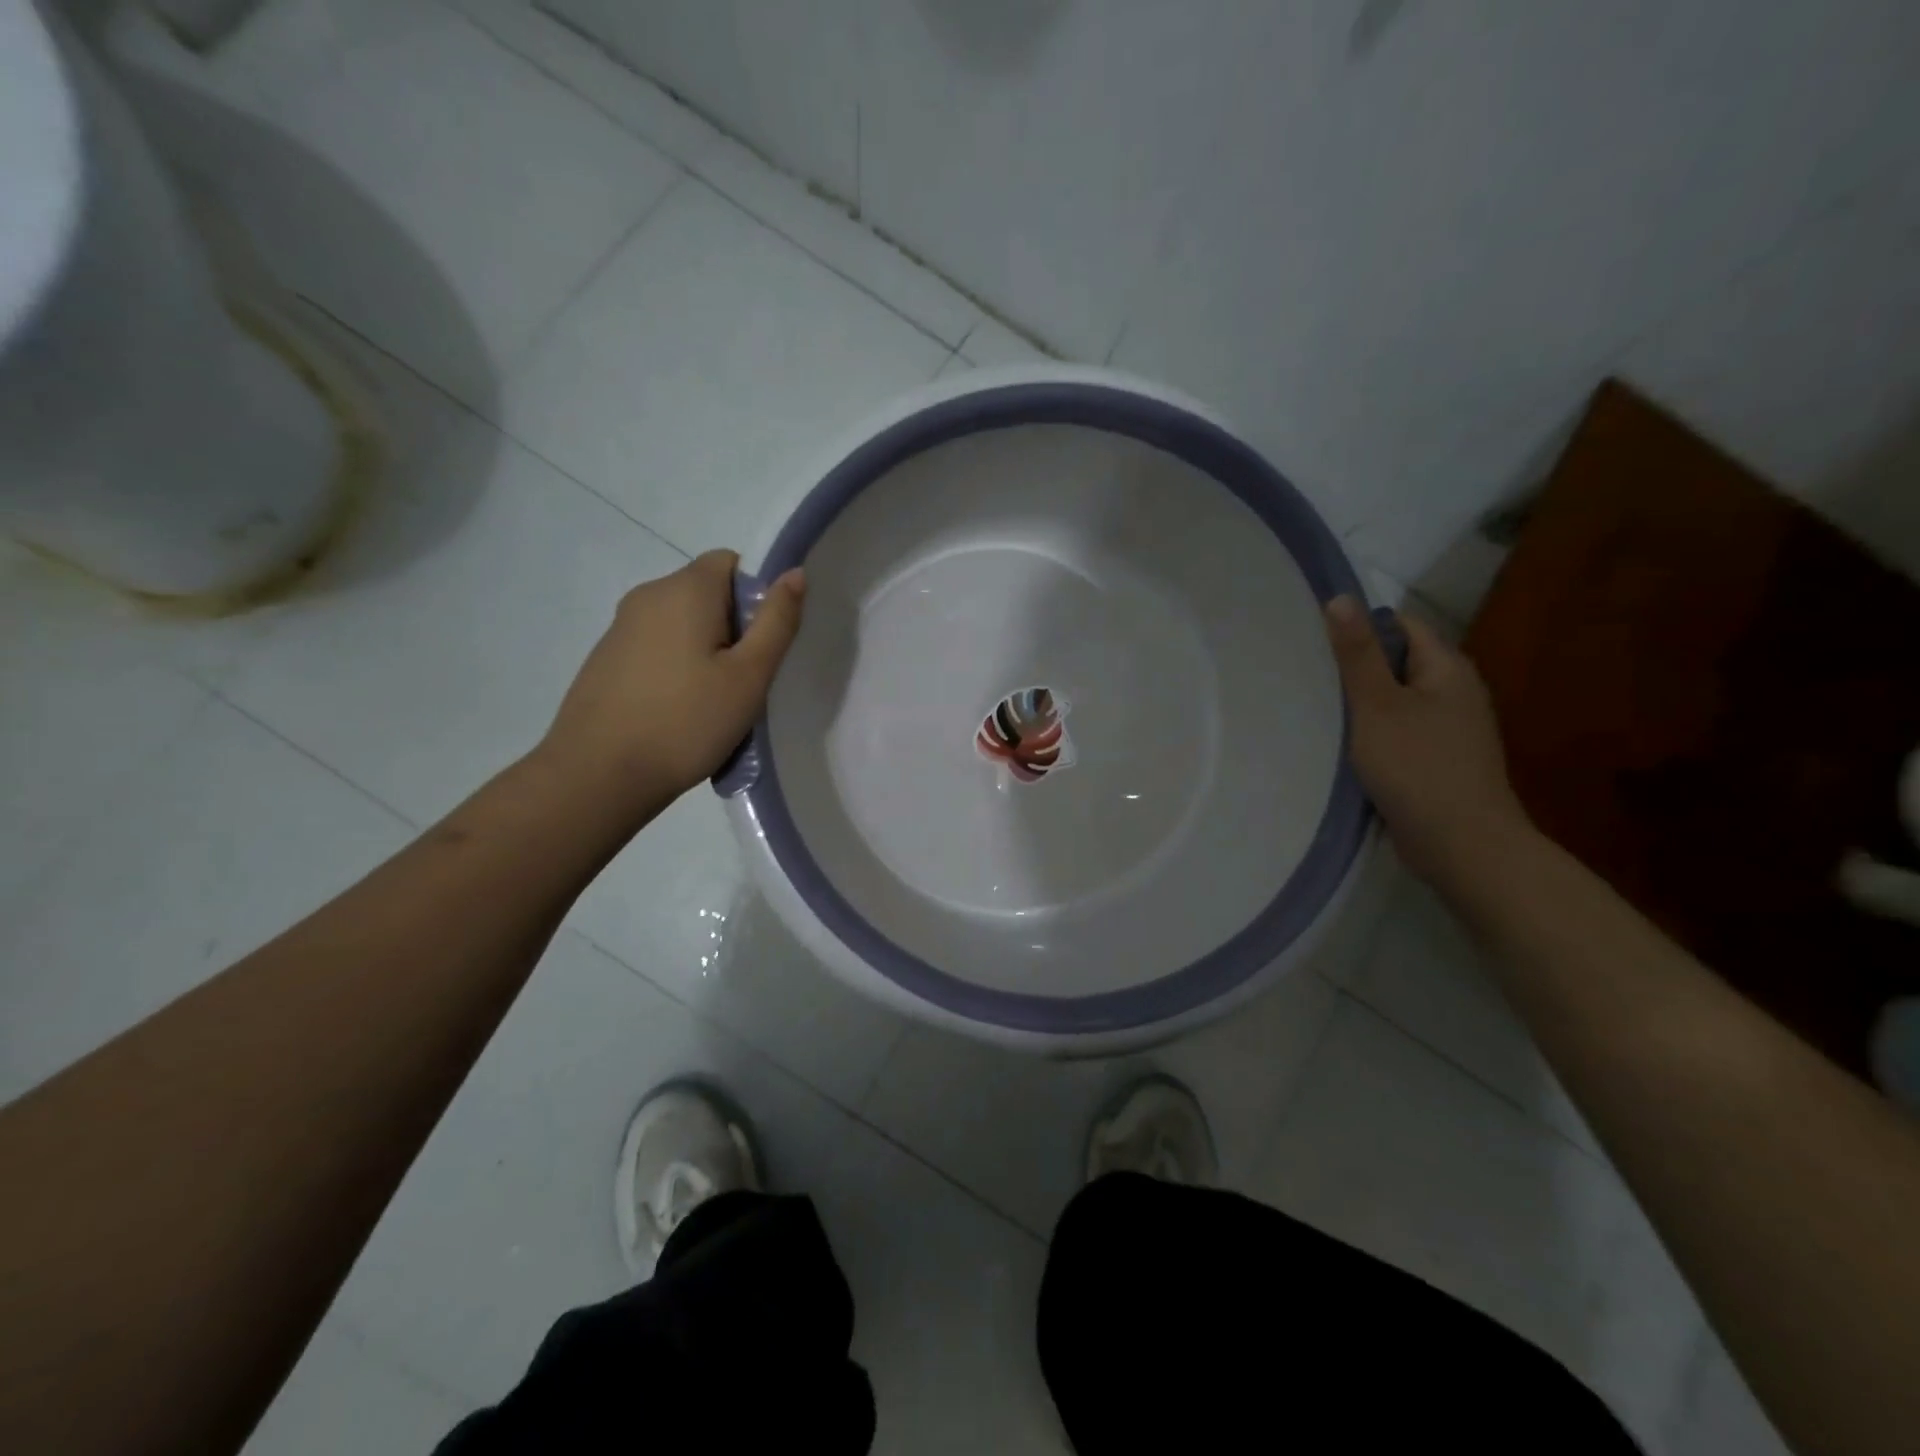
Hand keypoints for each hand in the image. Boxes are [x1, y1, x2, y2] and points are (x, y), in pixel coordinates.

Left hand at [540, 551, 805, 813]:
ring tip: (714, 702)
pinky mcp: (606, 659)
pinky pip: (657, 647)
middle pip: (707, 592)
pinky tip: (679, 712)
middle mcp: (647, 595)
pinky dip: (677, 668)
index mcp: (684, 589)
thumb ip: (777, 621)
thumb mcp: (749, 675)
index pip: (731, 562)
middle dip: (734, 627)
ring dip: (706, 651)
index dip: (758, 595)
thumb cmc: (686, 722)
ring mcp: (620, 628)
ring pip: (682, 623)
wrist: (597, 775)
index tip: (763, 643)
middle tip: (746, 680)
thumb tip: (793, 572)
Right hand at [1324, 595, 1531, 883]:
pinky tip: (1343, 745)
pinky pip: (1399, 731)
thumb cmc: (1417, 767)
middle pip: (1399, 663)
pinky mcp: (1437, 761)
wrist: (1462, 845)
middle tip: (1307, 673)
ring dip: (1361, 703)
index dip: (1360, 626)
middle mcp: (1455, 692)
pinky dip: (1372, 732)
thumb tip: (1340, 598)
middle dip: (1356, 666)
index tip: (1315, 639)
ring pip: (1396, 700)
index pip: (1402, 626)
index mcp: (1447, 669)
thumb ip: (1357, 655)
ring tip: (1316, 707)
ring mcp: (1449, 729)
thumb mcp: (1377, 706)